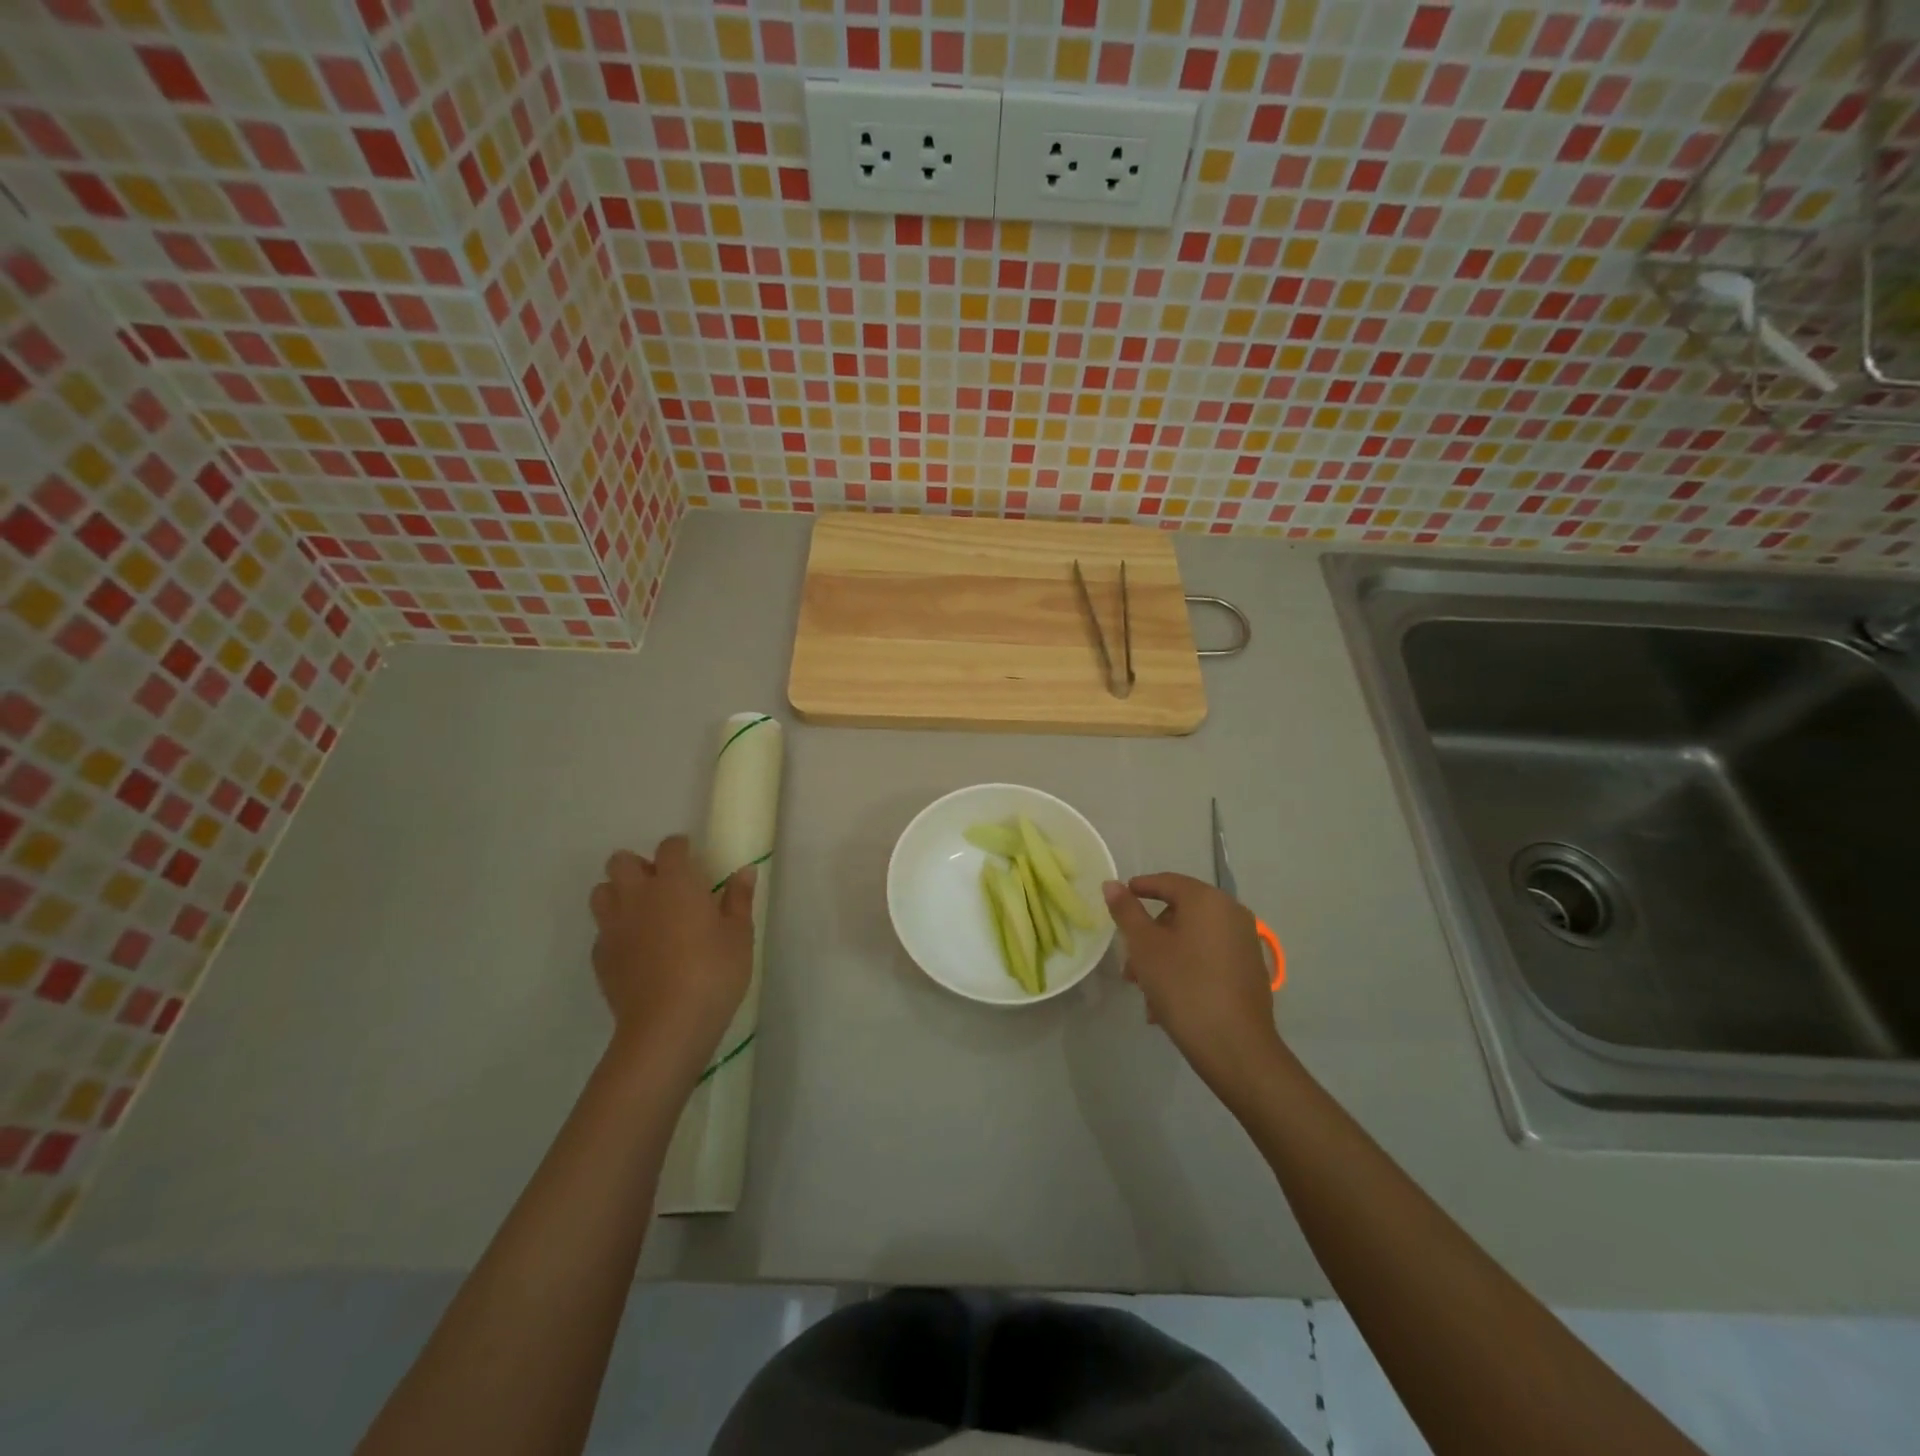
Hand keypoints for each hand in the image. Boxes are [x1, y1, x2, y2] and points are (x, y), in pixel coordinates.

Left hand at [589, 835, 755, 1078]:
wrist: (667, 1026)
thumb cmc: (713, 972)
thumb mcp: (740, 935)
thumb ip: (739, 899)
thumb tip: (744, 871)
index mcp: (675, 883)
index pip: (670, 847)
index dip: (681, 849)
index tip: (694, 861)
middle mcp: (637, 896)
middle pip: (621, 862)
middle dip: (640, 866)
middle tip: (664, 887)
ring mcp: (613, 927)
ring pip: (602, 892)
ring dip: (620, 894)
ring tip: (645, 913)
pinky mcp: (600, 957)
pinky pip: (602, 931)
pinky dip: (616, 931)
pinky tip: (637, 950)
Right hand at [1103, 873, 1283, 1095]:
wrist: (1236, 1047)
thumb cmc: (1183, 986)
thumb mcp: (1145, 947)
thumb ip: (1127, 911)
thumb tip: (1112, 884)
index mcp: (1207, 900)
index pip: (1167, 882)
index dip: (1140, 888)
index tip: (1119, 898)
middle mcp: (1232, 913)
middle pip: (1180, 913)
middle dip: (1150, 935)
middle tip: (1129, 961)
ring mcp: (1245, 942)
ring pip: (1193, 939)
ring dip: (1164, 957)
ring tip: (1144, 990)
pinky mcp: (1250, 970)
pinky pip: (1209, 958)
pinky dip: (1186, 969)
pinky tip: (1167, 1002)